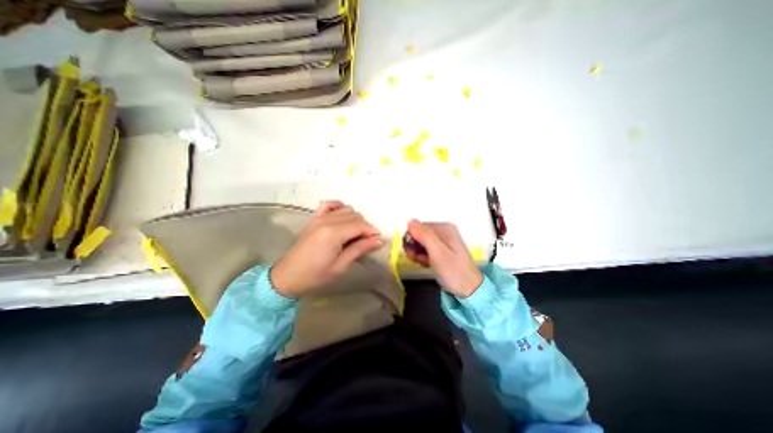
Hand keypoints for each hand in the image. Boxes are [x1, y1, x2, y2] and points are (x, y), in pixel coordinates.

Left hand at [270, 199, 382, 295]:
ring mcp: (319, 218)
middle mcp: (327, 221)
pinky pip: (329, 205)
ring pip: (346, 210)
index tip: (377, 240)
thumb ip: (359, 250)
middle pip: (355, 216)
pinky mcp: (314, 219)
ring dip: (355, 219)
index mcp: (334, 233)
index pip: (360, 225)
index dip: (372, 231)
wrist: (288, 276)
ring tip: (356, 234)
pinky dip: (339, 207)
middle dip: (365, 227)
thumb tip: (377, 240)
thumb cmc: (315, 276)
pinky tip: (343, 216)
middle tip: (366, 242)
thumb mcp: (340, 266)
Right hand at [406, 220, 480, 297]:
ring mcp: (443, 241)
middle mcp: (443, 231)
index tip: (412, 253)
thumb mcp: (437, 252)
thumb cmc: (453, 271)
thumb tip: (410, 221)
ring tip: (423, 263)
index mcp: (444, 227)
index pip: (417, 227)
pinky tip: (426, 264)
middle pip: (419, 234)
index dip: (411, 239)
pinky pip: (426, 249)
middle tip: (417, 259)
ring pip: (421, 242)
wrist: (470, 289)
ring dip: (417, 253)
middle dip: (414, 247)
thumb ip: (423, 235)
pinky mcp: (442, 250)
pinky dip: (423, 256)